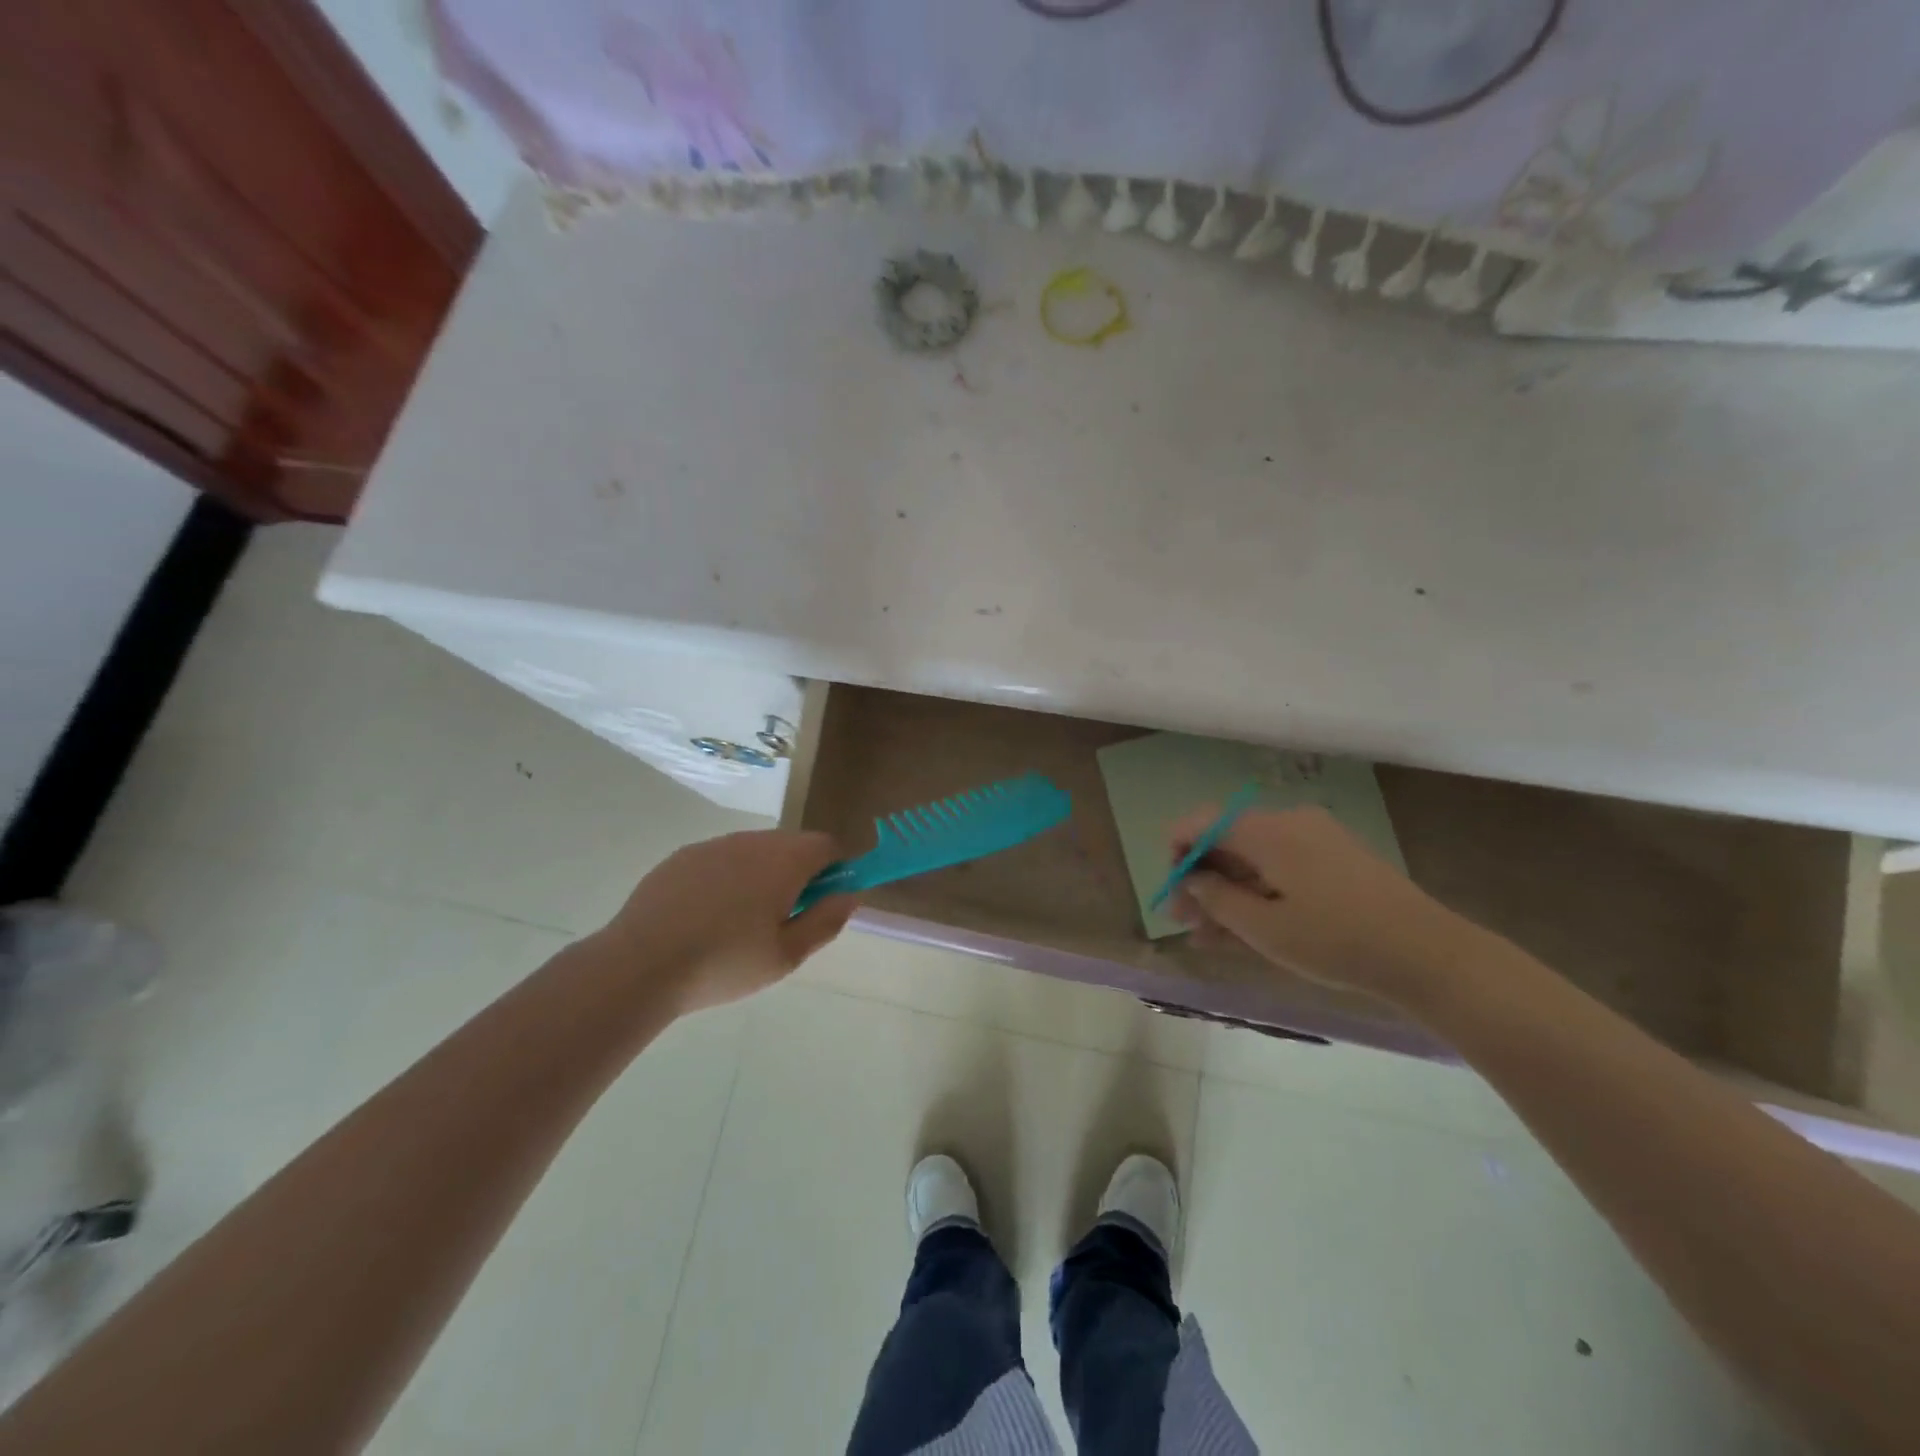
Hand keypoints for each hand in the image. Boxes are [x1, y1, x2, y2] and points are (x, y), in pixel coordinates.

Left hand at [586, 830, 855, 1015]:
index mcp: (784, 860)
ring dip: (763, 874)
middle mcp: (751, 841)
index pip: (827, 845)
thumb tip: (851, 894)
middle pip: (791, 844)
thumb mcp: (787, 955)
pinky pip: (721, 859)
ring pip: (754, 850)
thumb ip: (826, 920)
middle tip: (786, 918)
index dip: (836, 869)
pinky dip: (728, 878)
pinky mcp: (681, 857)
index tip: (827, 901)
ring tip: (743, 922)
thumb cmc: (724, 963)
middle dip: (799, 872)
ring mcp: (713, 845)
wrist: (640, 965)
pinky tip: (708, 917)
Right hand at [1166, 806, 1470, 1002]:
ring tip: (1210, 938)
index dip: (1176, 852)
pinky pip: (1281, 867)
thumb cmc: (1336, 940)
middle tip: (1185, 922)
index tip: (1171, 891)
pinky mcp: (1335, 858)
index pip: (1202, 822)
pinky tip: (1247, 928)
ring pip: (1253, 859)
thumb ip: (1216, 899)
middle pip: (1227, 842)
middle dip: (1201, 880)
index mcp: (1268, 831)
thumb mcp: (1264, 928)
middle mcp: (1288, 823)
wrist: (1427, 954)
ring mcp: (1315, 839)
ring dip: (1228, 893)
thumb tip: (1190, 879)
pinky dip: (1259, 892)